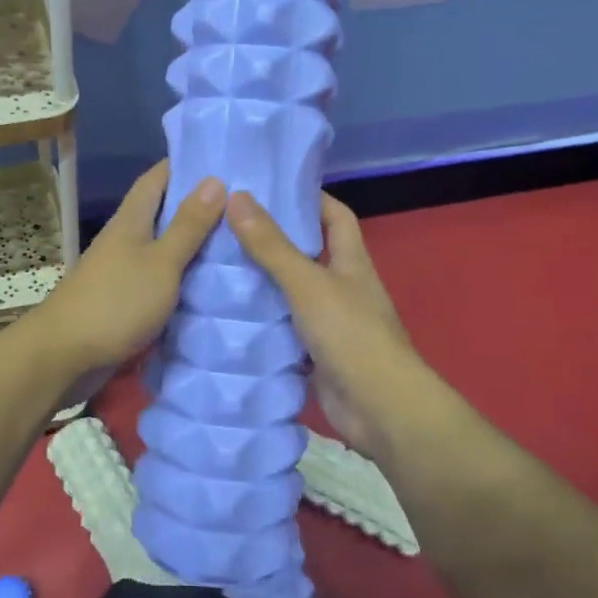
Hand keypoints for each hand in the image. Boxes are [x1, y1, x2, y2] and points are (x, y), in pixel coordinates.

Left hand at [26, 161, 226, 380]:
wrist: (65, 356)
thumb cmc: (115, 303)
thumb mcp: (161, 263)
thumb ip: (188, 226)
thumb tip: (214, 179)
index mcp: (131, 221)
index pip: (157, 178)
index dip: (185, 164)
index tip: (222, 159)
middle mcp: (124, 239)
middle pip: (161, 212)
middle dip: (197, 205)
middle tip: (243, 204)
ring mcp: (122, 271)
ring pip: (162, 247)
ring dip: (192, 243)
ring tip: (237, 241)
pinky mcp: (123, 300)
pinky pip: (159, 279)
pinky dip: (182, 276)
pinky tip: (209, 283)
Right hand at [227, 190, 442, 457]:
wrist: (379, 409)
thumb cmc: (351, 335)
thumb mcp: (308, 283)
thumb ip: (272, 245)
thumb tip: (237, 197)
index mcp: (351, 262)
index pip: (335, 216)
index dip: (310, 199)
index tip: (270, 189)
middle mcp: (343, 287)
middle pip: (308, 254)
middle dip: (273, 240)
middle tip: (227, 228)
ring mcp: (330, 323)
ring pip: (292, 293)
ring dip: (262, 283)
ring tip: (217, 267)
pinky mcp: (315, 354)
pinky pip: (284, 329)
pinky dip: (262, 323)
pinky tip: (228, 317)